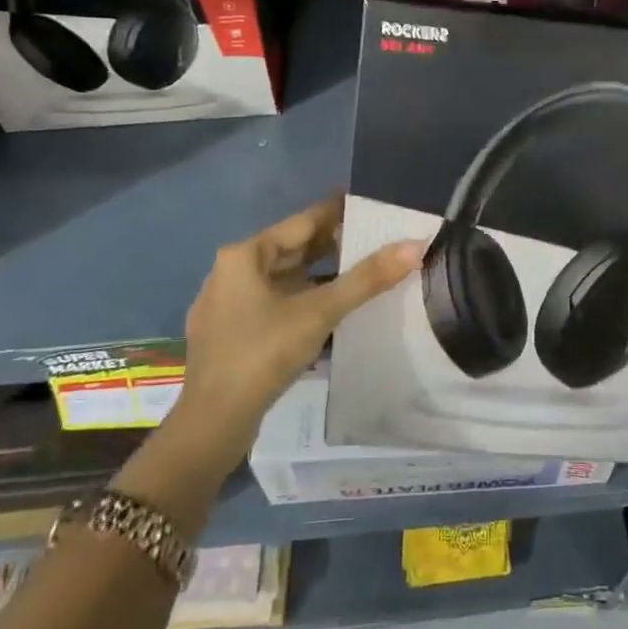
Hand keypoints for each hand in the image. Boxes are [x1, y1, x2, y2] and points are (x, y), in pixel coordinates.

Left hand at [165, 196, 424, 471]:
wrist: (212, 422)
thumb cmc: (263, 353)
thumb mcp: (319, 312)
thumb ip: (367, 278)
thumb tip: (415, 245)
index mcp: (245, 255)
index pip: (302, 222)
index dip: (338, 213)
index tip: (370, 207)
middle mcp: (231, 271)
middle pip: (291, 250)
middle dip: (332, 246)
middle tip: (374, 241)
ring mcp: (226, 304)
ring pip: (282, 280)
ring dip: (318, 277)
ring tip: (358, 275)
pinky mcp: (229, 334)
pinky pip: (273, 304)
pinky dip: (301, 301)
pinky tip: (326, 313)